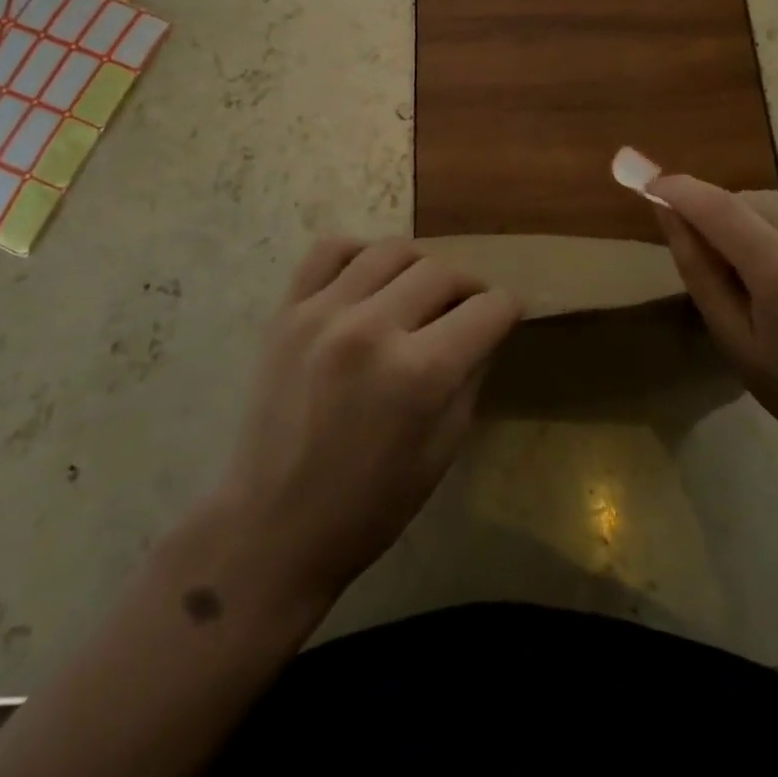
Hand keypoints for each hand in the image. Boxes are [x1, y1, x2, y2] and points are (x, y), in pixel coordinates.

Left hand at [214, 238, 521, 606]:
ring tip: (417, 292)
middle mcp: (373, 328)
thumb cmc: (368, 507)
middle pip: (442, 271)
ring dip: (419, 267)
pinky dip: (358, 253)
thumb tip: (485, 329)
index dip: (506, 309)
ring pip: (391, 250)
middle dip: (467, 287)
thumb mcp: (442, 451)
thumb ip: (470, 378)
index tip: (506, 313)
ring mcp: (324, 312)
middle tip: (465, 309)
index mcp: (418, 373)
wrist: (271, 526)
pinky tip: (367, 279)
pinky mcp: (287, 311)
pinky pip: (329, 250)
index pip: (485, 311)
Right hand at [650, 177, 777, 490]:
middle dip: (722, 214)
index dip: (680, 190)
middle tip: (717, 256)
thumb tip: (665, 209)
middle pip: (752, 198)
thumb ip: (697, 268)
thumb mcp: (733, 340)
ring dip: (760, 221)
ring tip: (766, 269)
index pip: (719, 207)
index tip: (651, 184)